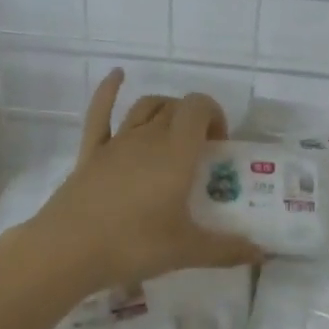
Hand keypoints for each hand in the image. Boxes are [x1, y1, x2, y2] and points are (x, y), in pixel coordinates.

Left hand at [16, 69, 261, 292]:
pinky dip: (109, 90)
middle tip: (200, 153)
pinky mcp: (91, 152)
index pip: (200, 107)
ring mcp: (117, 142)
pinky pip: (100, 112)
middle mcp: (149, 136)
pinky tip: (117, 74)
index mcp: (176, 151)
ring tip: (174, 130)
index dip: (214, 115)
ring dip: (165, 109)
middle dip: (194, 120)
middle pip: (176, 108)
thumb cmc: (133, 245)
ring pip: (146, 107)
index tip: (219, 146)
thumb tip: (261, 254)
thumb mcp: (186, 251)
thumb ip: (226, 249)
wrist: (67, 251)